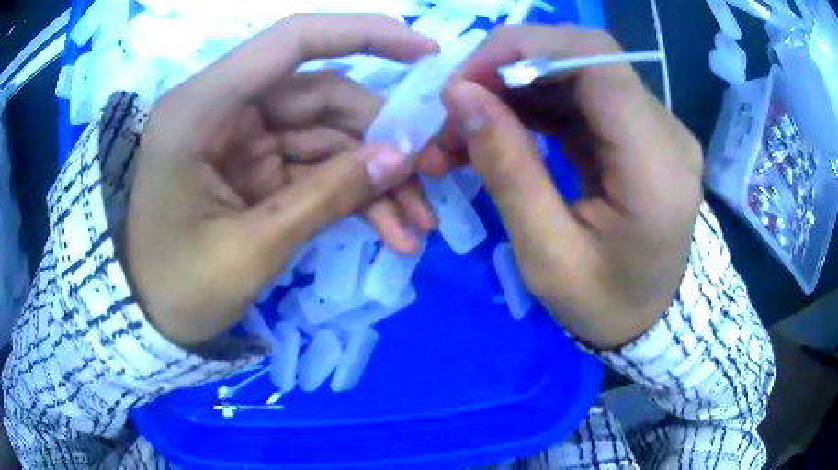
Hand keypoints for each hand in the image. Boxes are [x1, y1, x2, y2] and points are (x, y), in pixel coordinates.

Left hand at [124, 14, 442, 345]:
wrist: (148, 318)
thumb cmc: (177, 290)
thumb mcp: (251, 251)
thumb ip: (326, 197)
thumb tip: (402, 158)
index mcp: (200, 109)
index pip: (292, 41)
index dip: (365, 34)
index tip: (428, 55)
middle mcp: (223, 108)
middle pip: (323, 96)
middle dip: (384, 137)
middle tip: (436, 175)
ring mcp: (241, 137)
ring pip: (328, 136)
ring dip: (376, 176)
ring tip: (417, 223)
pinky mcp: (254, 166)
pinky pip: (315, 168)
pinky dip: (352, 195)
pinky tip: (389, 229)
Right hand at [442, 26, 702, 348]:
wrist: (649, 317)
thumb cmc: (604, 304)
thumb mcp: (547, 257)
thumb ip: (507, 170)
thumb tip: (460, 96)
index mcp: (657, 169)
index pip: (598, 61)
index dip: (525, 49)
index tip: (463, 80)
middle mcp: (667, 133)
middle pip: (586, 56)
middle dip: (509, 65)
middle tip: (456, 104)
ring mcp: (657, 127)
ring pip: (578, 68)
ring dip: (515, 83)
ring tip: (469, 121)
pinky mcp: (640, 129)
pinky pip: (582, 92)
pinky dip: (534, 98)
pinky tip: (503, 122)